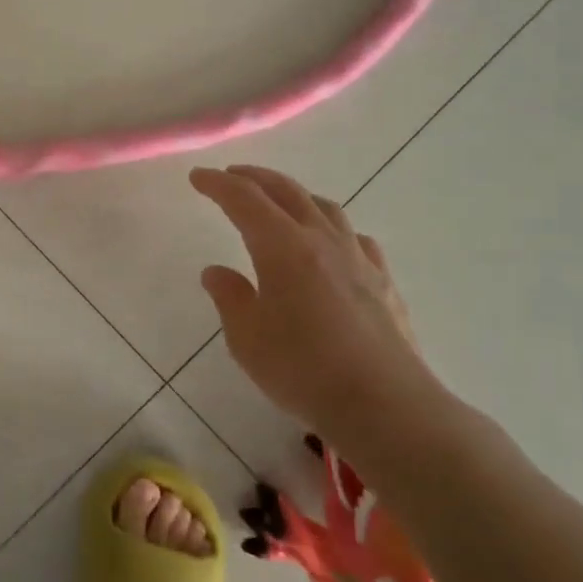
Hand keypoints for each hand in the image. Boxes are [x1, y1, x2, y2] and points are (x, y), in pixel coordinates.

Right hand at [189, 164, 449, 461]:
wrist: (384, 405)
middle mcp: (321, 240)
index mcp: (282, 246)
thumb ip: (230, 297)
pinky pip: (354, 238)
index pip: (244, 199)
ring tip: (280, 202)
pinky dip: (333, 228)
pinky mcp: (383, 282)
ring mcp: (358, 258)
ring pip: (325, 208)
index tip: (197, 177)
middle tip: (231, 176)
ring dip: (295, 195)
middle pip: (286, 192)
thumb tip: (216, 272)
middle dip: (254, 178)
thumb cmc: (303, 369)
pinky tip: (331, 245)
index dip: (218, 184)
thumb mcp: (247, 337)